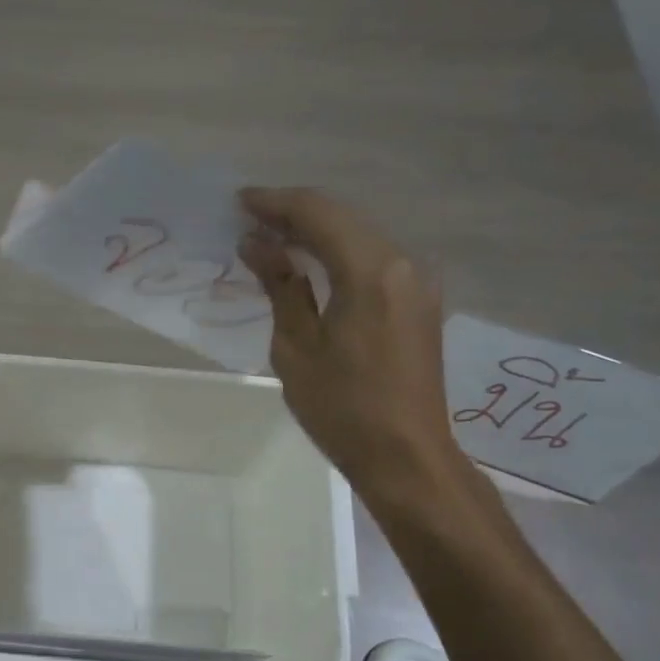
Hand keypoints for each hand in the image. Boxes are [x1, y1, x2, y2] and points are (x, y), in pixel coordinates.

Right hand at [239, 188, 460, 510]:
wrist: (407, 458)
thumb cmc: (343, 409)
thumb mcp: (297, 348)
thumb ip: (281, 287)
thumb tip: (257, 244)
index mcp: (372, 271)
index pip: (319, 214)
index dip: (276, 203)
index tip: (238, 202)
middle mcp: (404, 263)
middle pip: (343, 219)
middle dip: (294, 214)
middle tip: (248, 221)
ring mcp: (418, 282)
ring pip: (360, 237)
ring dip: (316, 233)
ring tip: (271, 241)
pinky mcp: (420, 302)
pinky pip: (373, 260)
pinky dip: (338, 255)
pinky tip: (309, 266)